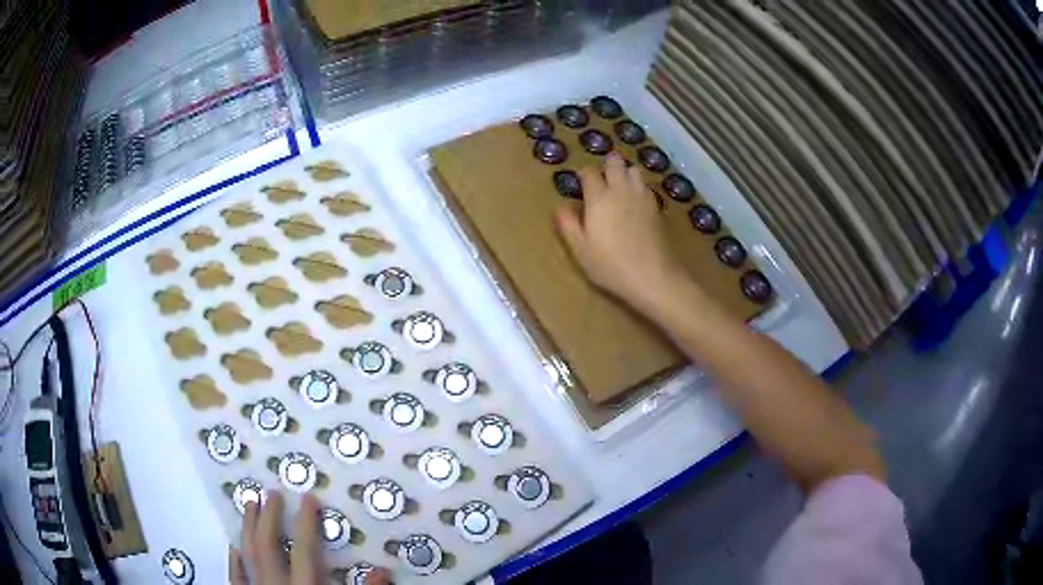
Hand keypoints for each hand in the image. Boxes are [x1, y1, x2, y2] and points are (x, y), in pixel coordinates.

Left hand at [230, 491, 390, 584]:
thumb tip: (384, 571)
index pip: (305, 550)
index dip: (307, 522)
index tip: (308, 497)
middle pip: (268, 546)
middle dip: (269, 517)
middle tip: (271, 494)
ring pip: (247, 555)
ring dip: (248, 529)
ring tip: (248, 505)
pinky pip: (235, 579)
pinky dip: (233, 562)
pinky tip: (233, 547)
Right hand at [555, 153, 685, 311]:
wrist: (653, 276)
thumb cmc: (611, 265)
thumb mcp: (581, 250)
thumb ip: (568, 225)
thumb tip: (559, 207)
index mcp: (599, 198)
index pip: (589, 172)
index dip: (584, 174)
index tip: (581, 184)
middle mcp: (621, 190)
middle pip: (615, 163)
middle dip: (607, 165)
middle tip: (602, 179)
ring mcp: (642, 196)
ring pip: (634, 170)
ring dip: (625, 172)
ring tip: (620, 186)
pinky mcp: (657, 207)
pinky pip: (645, 186)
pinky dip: (639, 186)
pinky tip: (636, 201)